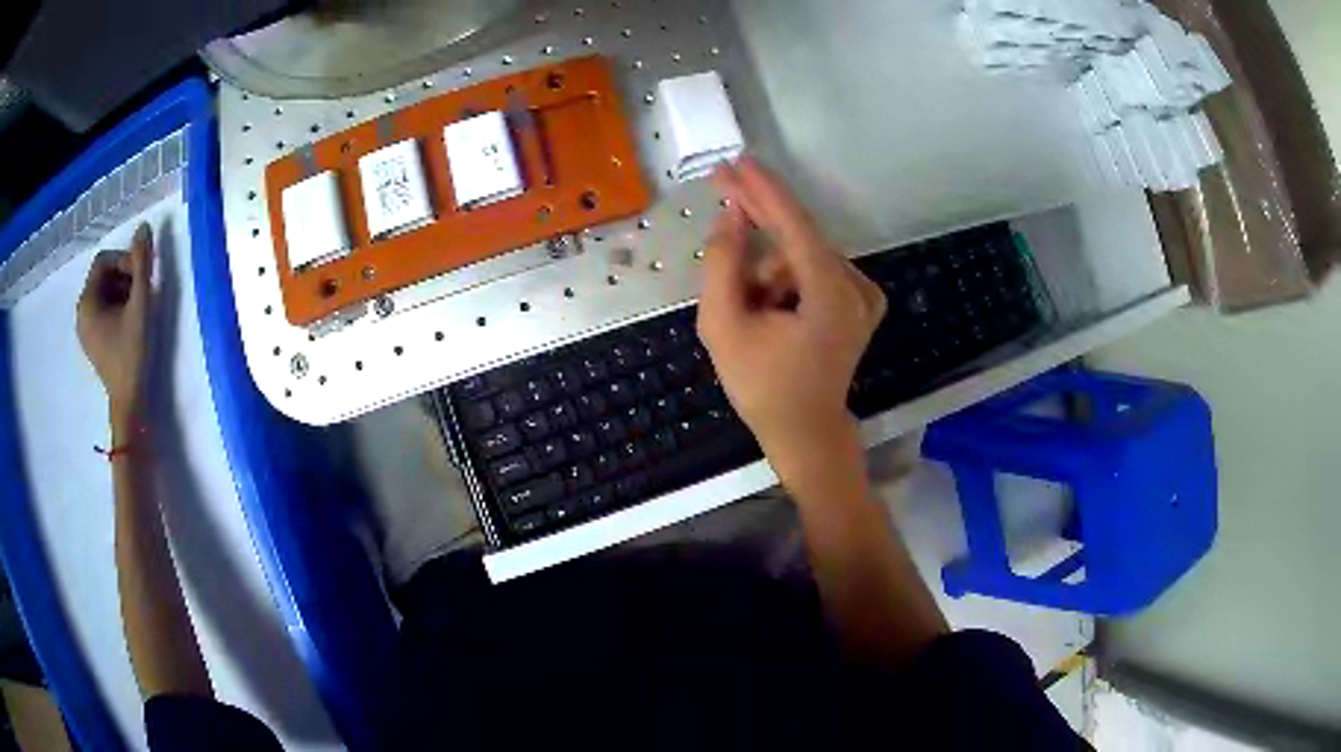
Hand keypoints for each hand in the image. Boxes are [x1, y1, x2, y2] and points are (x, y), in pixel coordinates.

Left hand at [77, 223, 154, 422]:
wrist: (129, 402)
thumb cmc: (131, 353)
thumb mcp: (140, 304)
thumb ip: (142, 264)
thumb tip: (144, 227)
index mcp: (86, 301)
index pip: (104, 260)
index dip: (125, 261)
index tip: (141, 278)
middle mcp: (81, 311)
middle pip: (103, 275)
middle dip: (124, 276)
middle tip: (142, 293)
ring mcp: (85, 328)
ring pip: (105, 292)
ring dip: (123, 291)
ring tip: (138, 308)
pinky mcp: (92, 339)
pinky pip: (103, 309)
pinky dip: (118, 307)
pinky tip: (129, 322)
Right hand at [697, 158, 886, 480]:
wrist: (805, 431)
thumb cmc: (762, 387)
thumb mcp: (723, 327)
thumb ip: (722, 265)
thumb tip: (732, 218)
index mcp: (831, 294)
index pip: (794, 225)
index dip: (763, 189)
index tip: (737, 161)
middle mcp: (857, 286)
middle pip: (800, 236)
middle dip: (759, 213)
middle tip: (724, 184)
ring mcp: (864, 294)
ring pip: (802, 256)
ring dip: (768, 268)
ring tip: (749, 307)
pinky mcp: (860, 302)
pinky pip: (814, 270)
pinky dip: (786, 279)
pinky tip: (771, 307)